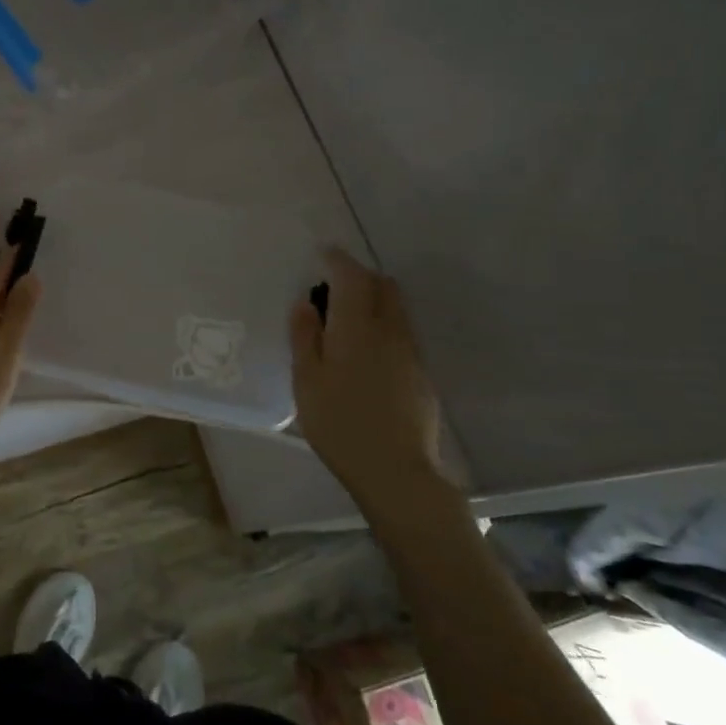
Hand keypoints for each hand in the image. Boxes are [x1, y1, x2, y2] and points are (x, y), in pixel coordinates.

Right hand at [290, 248, 452, 519]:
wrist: (396, 471)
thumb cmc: (340, 423)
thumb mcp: (307, 380)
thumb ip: (305, 336)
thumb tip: (305, 302)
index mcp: (357, 327)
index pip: (352, 277)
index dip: (338, 260)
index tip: (323, 253)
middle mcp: (389, 331)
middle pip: (382, 286)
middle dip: (360, 277)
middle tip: (333, 287)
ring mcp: (410, 352)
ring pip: (395, 309)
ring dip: (373, 301)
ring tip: (346, 320)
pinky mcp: (421, 374)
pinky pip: (401, 333)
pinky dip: (383, 326)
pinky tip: (365, 354)